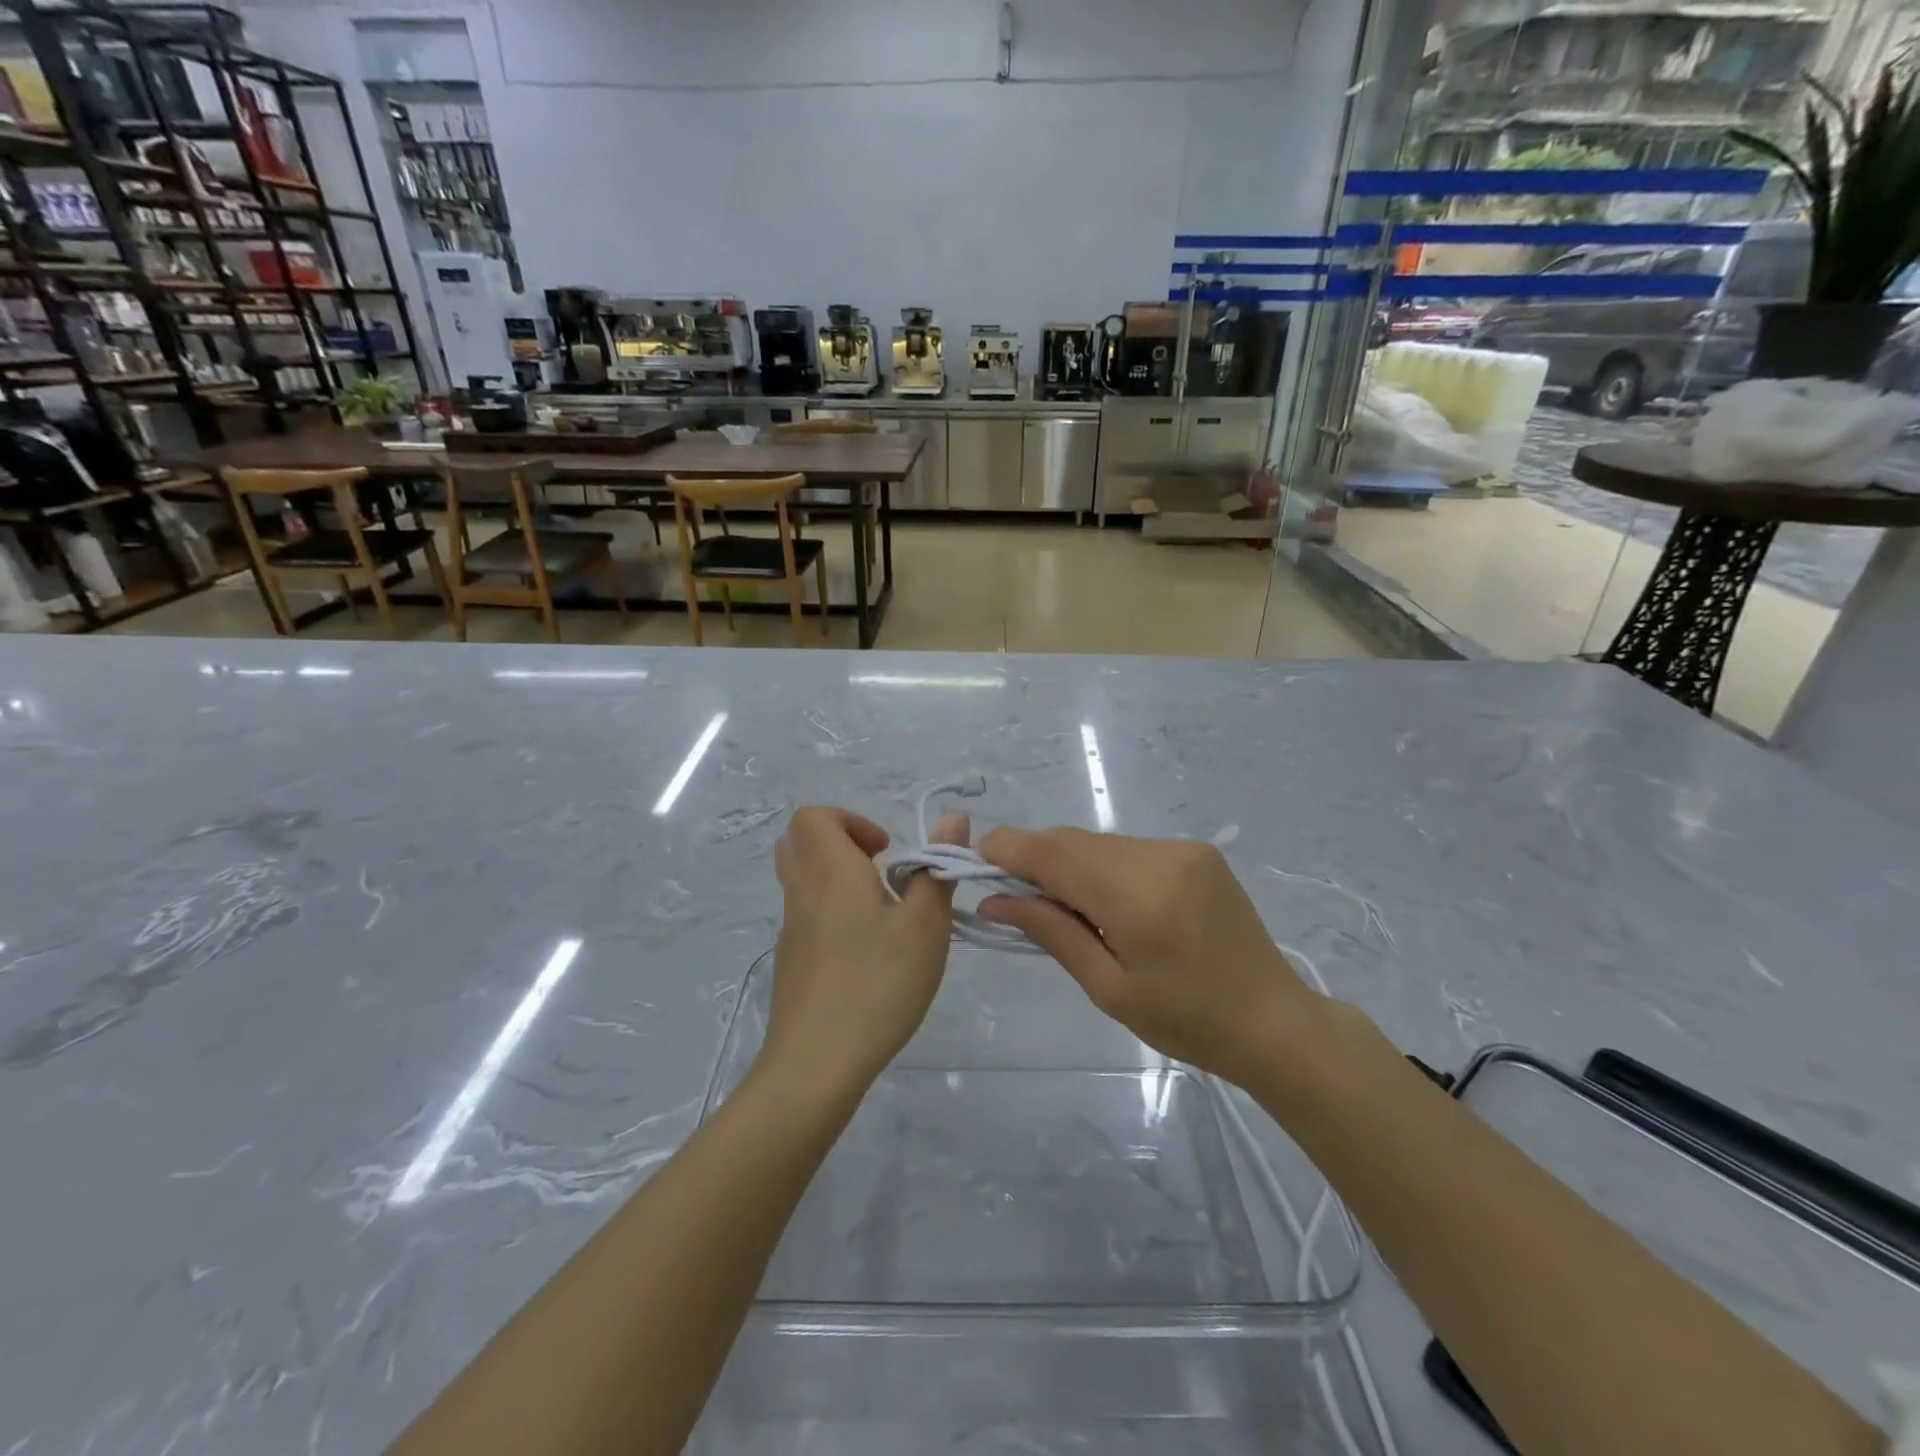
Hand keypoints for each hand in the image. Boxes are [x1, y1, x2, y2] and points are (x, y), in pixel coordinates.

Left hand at [765, 806, 965, 1096]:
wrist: (816, 1064)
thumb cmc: (878, 983)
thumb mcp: (925, 925)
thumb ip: (937, 868)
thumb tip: (953, 817)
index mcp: (830, 871)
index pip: (814, 816)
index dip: (851, 820)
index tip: (886, 851)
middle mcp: (801, 892)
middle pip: (800, 843)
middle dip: (841, 844)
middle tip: (880, 872)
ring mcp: (789, 930)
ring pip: (801, 881)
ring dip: (837, 880)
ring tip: (880, 914)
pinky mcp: (790, 963)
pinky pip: (804, 916)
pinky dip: (830, 914)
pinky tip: (865, 955)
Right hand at [977, 829, 1319, 1089]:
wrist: (1273, 1020)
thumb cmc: (1187, 1021)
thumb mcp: (1108, 988)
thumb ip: (1050, 932)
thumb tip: (994, 899)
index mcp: (1137, 896)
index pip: (1052, 852)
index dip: (1006, 848)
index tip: (974, 862)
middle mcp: (1159, 856)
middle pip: (1072, 841)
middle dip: (1035, 860)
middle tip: (1015, 898)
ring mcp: (1181, 848)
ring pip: (1098, 842)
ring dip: (1070, 864)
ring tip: (1068, 910)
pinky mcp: (1196, 850)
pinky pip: (1127, 848)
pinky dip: (1102, 866)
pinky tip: (1108, 903)